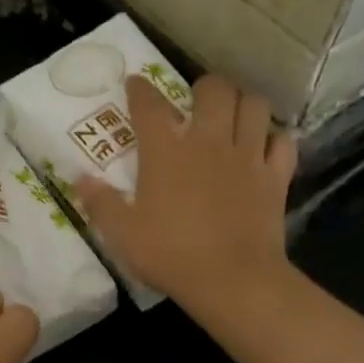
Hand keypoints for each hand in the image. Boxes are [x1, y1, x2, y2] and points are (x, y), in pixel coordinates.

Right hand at [76, 74, 296, 313]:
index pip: (150, 106)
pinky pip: (283, 141)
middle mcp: (208, 142)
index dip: (141, 89)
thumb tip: (80, 180)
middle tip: (197, 100)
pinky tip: (264, 146)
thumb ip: (101, 203)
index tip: (136, 83)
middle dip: (205, 87)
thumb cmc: (171, 254)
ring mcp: (247, 156)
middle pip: (215, 90)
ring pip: (255, 105)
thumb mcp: (123, 234)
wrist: (233, 280)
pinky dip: (274, 138)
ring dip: (244, 103)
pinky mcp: (276, 177)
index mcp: (166, 152)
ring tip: (233, 114)